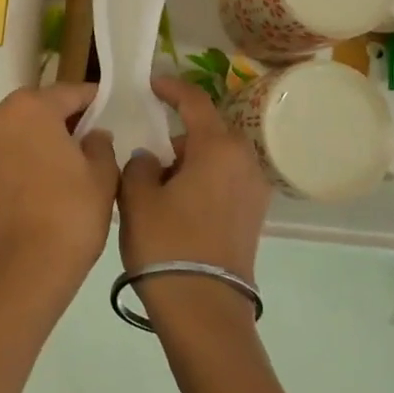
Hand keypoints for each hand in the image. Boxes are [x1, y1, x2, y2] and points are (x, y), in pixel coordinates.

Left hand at [0, 84, 118, 314]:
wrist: (22, 270)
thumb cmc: (70, 213)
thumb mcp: (102, 175)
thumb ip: (101, 145)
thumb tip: (93, 136)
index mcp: (29, 107)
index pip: (70, 92)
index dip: (95, 101)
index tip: (113, 109)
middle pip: (40, 108)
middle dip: (66, 118)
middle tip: (95, 136)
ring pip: (22, 131)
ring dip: (46, 138)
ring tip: (76, 161)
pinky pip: (11, 154)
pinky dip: (30, 158)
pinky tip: (53, 179)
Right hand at [119, 77, 273, 332]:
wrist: (205, 308)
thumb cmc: (167, 244)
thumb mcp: (138, 198)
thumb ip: (140, 165)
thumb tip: (151, 160)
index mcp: (218, 147)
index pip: (195, 102)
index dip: (171, 88)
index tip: (151, 84)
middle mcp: (245, 160)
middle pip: (208, 132)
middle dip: (178, 137)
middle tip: (147, 155)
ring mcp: (255, 189)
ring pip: (217, 158)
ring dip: (191, 162)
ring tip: (159, 187)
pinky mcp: (254, 214)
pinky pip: (226, 181)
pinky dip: (204, 181)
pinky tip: (179, 205)